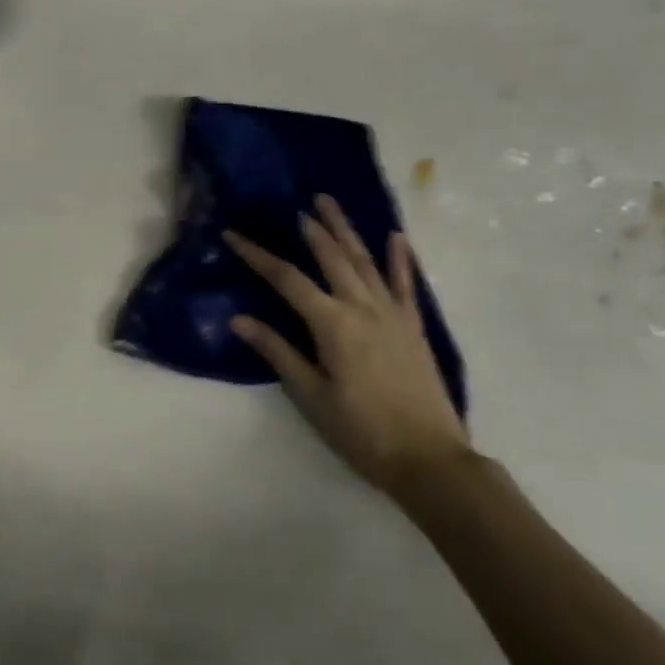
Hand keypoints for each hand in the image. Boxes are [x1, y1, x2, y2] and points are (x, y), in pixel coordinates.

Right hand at [226, 195, 469, 497]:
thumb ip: (278, 352)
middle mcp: (362, 308)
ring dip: (345, 230)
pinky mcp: (414, 327)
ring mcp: (392, 314)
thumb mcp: (310, 396)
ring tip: (330, 203)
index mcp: (332, 324)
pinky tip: (395, 237)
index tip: (233, 235)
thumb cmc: (362, 432)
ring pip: (365, 261)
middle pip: (331, 257)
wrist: (430, 460)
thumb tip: (238, 319)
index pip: (287, 279)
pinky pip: (405, 284)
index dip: (258, 255)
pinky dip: (400, 259)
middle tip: (296, 204)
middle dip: (311, 228)